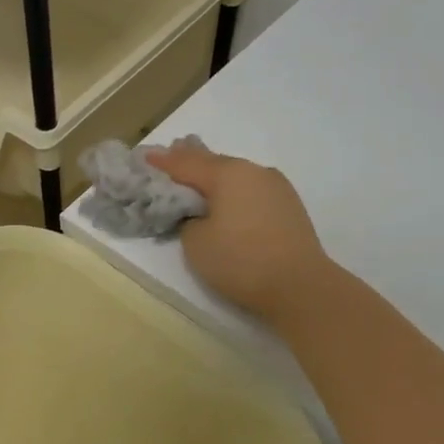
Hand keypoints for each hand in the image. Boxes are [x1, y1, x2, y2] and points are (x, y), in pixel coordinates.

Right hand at [145, 141, 332, 323]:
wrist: (300, 286)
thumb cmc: (241, 261)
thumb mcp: (196, 243)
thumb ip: (189, 220)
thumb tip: (200, 214)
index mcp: (228, 174)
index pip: (185, 163)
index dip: (162, 161)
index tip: (144, 156)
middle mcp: (253, 171)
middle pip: (213, 162)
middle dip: (188, 162)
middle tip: (168, 158)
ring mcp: (276, 187)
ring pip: (235, 175)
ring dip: (213, 177)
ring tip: (195, 180)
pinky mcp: (288, 205)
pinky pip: (250, 190)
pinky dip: (233, 192)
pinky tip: (226, 200)